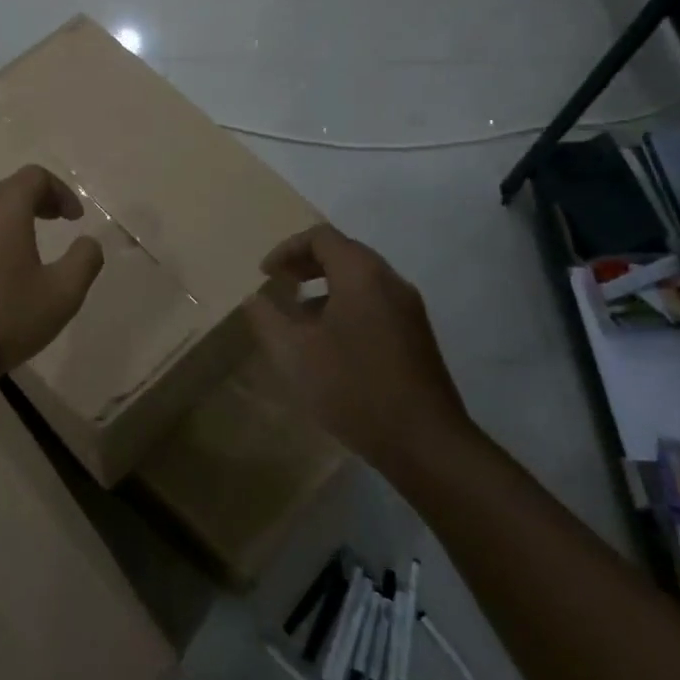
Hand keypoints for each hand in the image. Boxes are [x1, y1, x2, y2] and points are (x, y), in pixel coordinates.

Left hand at [0, 165, 104, 400]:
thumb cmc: (5, 318)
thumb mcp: (62, 294)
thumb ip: (84, 260)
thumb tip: (89, 242)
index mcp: (4, 209)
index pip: (35, 176)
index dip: (61, 191)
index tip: (76, 219)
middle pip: (10, 188)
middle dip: (40, 200)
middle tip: (60, 222)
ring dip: (16, 217)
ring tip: (35, 245)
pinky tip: (5, 270)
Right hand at [245, 224, 479, 475]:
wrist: (424, 442)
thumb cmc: (353, 387)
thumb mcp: (293, 354)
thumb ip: (267, 318)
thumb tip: (255, 298)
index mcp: (361, 275)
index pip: (321, 237)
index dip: (287, 249)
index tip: (266, 275)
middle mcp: (390, 281)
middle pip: (344, 252)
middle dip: (307, 264)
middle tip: (280, 285)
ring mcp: (409, 308)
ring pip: (361, 279)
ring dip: (326, 286)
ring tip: (300, 317)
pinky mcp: (417, 335)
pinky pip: (375, 301)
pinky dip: (346, 304)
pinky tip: (330, 343)